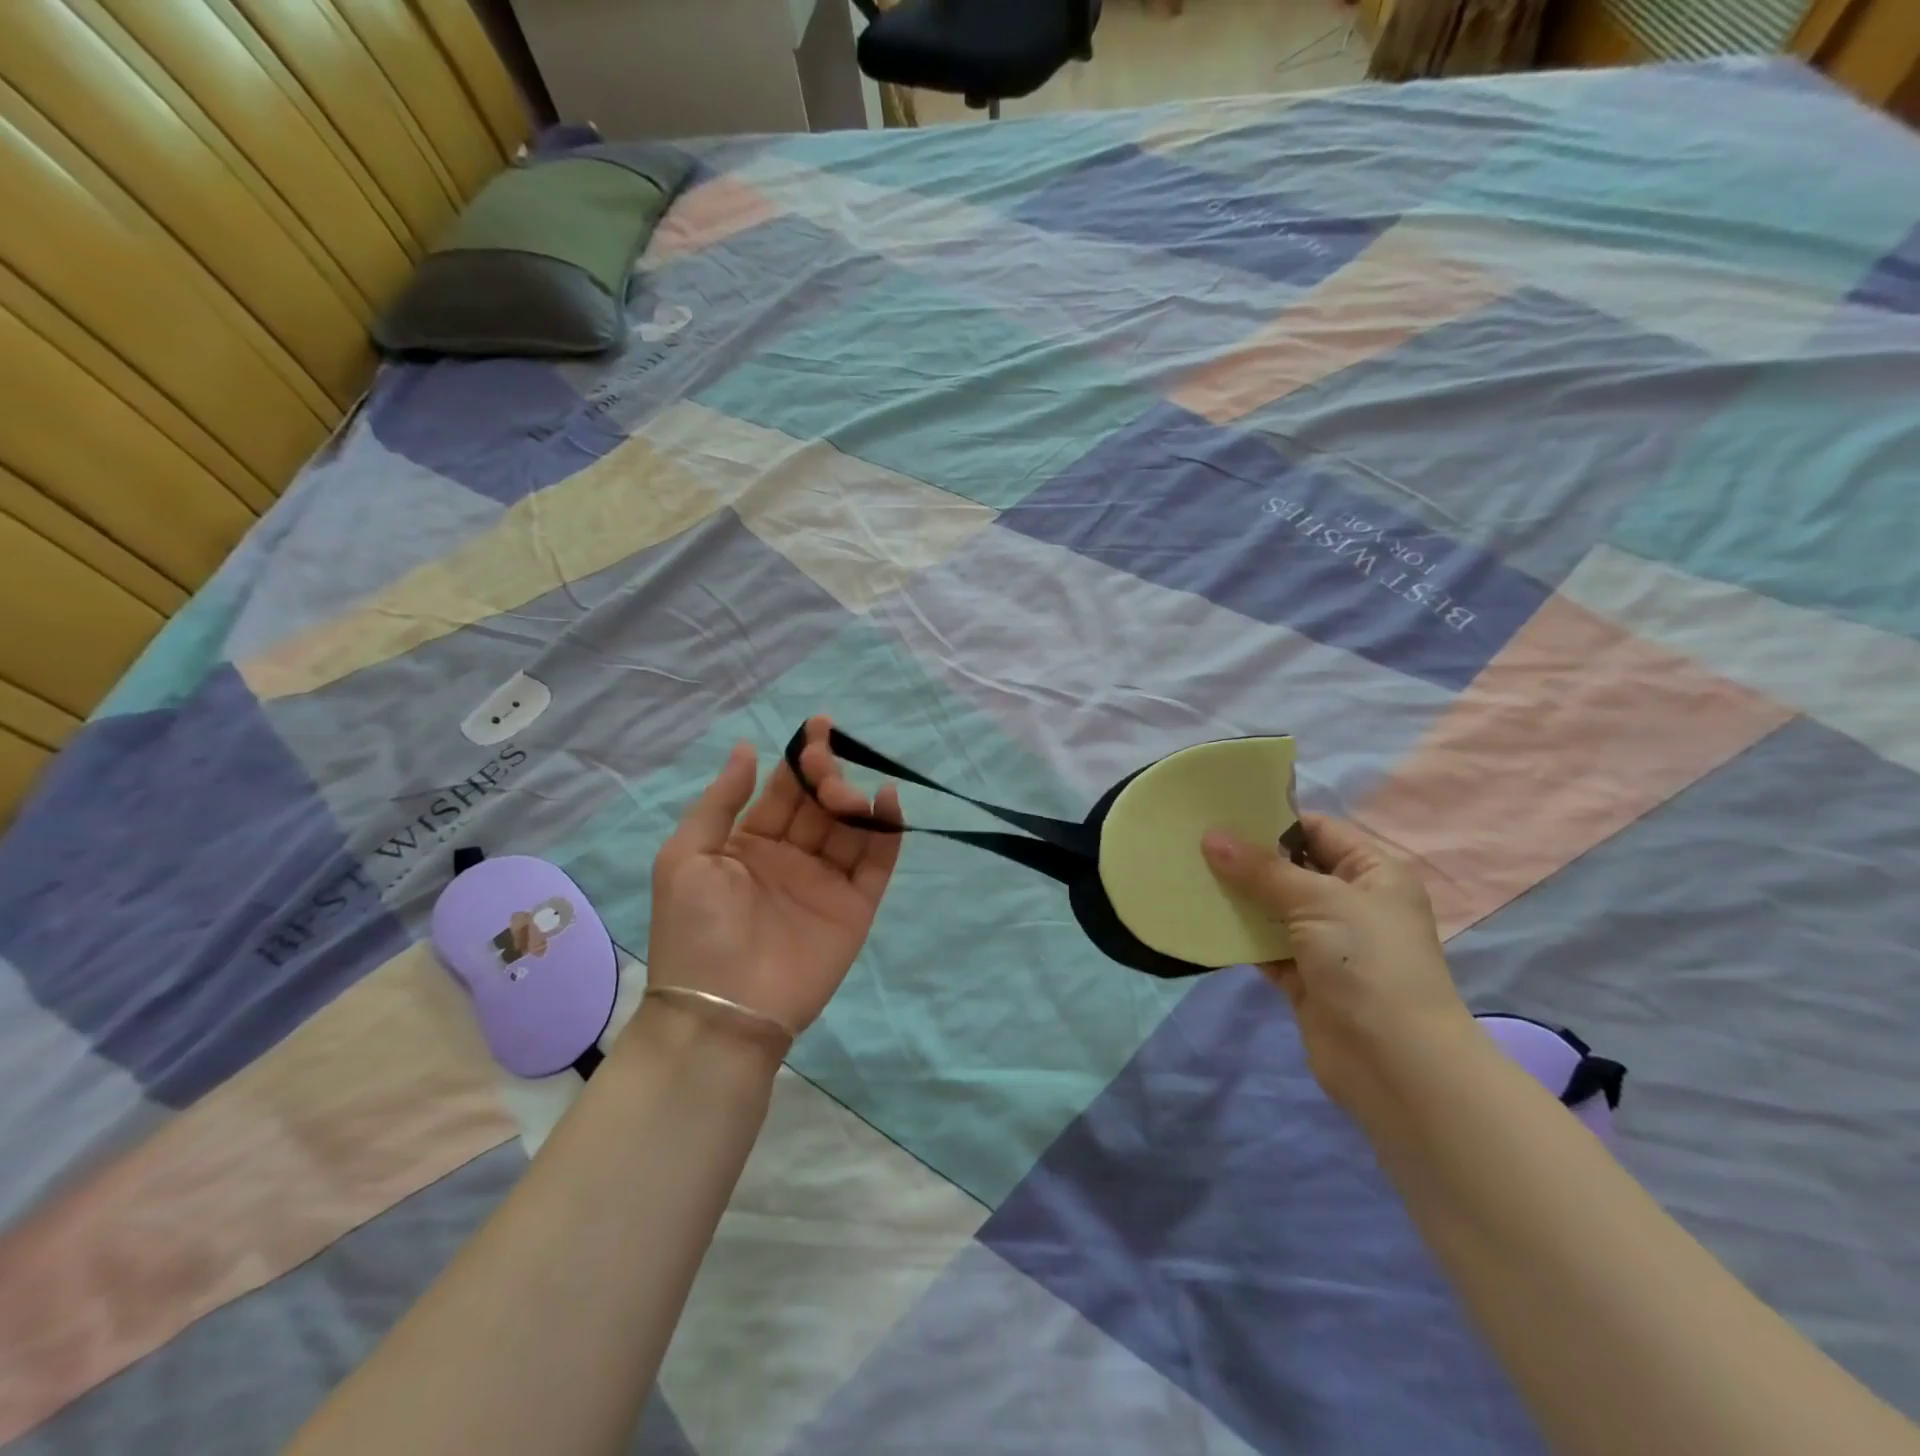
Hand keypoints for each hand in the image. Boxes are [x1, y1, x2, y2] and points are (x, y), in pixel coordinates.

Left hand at [643, 717, 901, 1042]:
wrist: (722, 1009)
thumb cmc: (695, 929)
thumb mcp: (686, 856)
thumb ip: (720, 801)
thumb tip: (747, 748)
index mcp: (750, 844)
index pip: (783, 791)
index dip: (800, 759)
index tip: (818, 728)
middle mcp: (792, 857)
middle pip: (820, 804)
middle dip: (827, 776)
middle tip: (826, 767)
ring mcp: (826, 882)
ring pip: (850, 827)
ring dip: (854, 800)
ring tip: (846, 795)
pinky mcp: (856, 906)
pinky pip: (877, 862)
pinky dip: (887, 831)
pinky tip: (887, 802)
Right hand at [1202, 813, 1473, 1112]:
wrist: (1394, 1062)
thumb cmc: (1367, 961)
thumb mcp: (1318, 900)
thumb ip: (1261, 869)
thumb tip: (1211, 838)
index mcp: (1373, 873)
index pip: (1318, 830)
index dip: (1273, 819)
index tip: (1221, 811)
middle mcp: (1352, 902)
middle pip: (1291, 868)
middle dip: (1247, 858)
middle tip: (1194, 840)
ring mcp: (1327, 942)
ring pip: (1274, 908)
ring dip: (1238, 896)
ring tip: (1189, 874)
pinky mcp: (1304, 977)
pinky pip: (1264, 946)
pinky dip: (1238, 936)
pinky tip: (1201, 920)